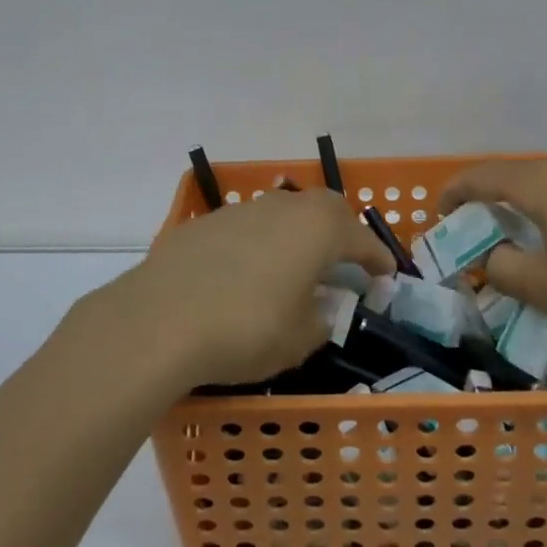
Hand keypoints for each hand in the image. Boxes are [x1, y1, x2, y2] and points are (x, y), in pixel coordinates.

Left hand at [86, 190, 392, 389]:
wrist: (159, 319)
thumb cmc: (245, 329)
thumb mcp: (299, 339)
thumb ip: (320, 319)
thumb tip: (320, 307)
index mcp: (316, 229)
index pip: (359, 237)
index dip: (377, 257)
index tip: (386, 273)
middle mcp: (282, 207)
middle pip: (323, 208)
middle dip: (340, 231)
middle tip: (345, 260)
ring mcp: (240, 210)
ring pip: (283, 212)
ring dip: (297, 234)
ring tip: (295, 267)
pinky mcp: (205, 223)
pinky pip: (247, 227)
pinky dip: (260, 244)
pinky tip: (247, 274)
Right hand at [439, 159, 546, 352]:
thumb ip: (506, 269)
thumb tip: (493, 258)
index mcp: (545, 186)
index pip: (486, 176)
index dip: (457, 190)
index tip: (440, 212)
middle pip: (517, 175)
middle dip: (488, 196)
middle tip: (472, 224)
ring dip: (522, 203)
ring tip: (514, 232)